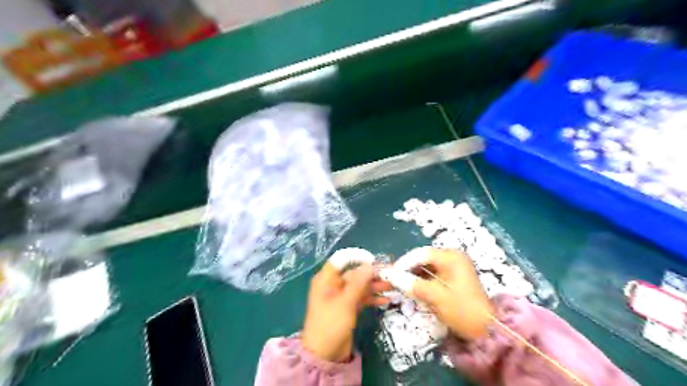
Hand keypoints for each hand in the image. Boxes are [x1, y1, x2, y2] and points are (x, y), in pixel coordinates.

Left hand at [301, 261, 391, 362]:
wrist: (325, 355)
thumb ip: (358, 283)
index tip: (374, 261)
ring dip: (375, 285)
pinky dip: (372, 297)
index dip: (358, 257)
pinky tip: (386, 299)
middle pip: (355, 273)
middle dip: (372, 273)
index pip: (342, 259)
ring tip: (393, 286)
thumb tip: (370, 264)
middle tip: (391, 273)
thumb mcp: (346, 302)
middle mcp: (334, 284)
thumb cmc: (331, 325)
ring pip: (360, 285)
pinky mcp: (348, 307)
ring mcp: (341, 296)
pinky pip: (361, 297)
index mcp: (326, 279)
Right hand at [384, 249, 491, 338]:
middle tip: (395, 280)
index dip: (404, 262)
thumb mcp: (435, 296)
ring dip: (414, 275)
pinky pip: (433, 273)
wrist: (486, 330)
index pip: (421, 253)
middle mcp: (453, 257)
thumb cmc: (461, 310)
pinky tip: (415, 289)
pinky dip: (423, 280)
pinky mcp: (454, 277)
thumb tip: (389, 275)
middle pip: (424, 258)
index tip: (391, 274)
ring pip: (427, 266)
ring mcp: (454, 267)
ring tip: (402, 285)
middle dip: (408, 269)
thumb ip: (411, 284)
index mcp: (451, 257)